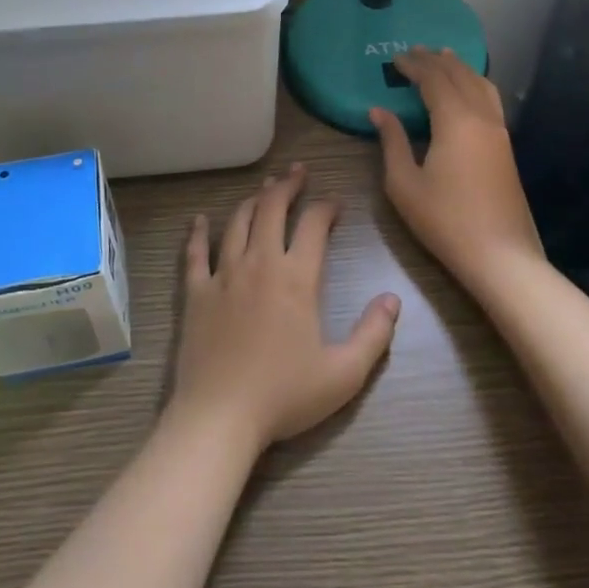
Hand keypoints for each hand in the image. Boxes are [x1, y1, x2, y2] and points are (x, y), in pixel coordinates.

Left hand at [169, 164, 400, 454]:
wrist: (220, 416)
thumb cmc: (284, 396)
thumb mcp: (344, 374)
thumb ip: (373, 334)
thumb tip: (393, 299)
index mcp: (296, 278)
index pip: (314, 225)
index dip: (326, 207)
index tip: (335, 204)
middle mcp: (259, 263)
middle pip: (271, 208)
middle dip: (287, 185)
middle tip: (297, 172)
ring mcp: (223, 275)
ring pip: (237, 222)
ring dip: (252, 200)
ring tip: (263, 189)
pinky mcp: (196, 292)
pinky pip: (196, 253)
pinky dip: (198, 233)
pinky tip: (199, 221)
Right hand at [370, 48, 544, 289]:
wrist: (500, 255)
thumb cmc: (445, 220)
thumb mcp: (404, 183)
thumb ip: (392, 142)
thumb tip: (379, 112)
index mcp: (455, 121)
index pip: (434, 79)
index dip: (414, 65)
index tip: (396, 58)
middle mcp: (481, 117)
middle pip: (460, 75)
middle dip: (436, 60)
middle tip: (415, 51)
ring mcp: (499, 131)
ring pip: (481, 85)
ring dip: (460, 68)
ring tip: (444, 58)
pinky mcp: (506, 147)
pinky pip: (490, 100)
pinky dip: (474, 84)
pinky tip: (467, 91)